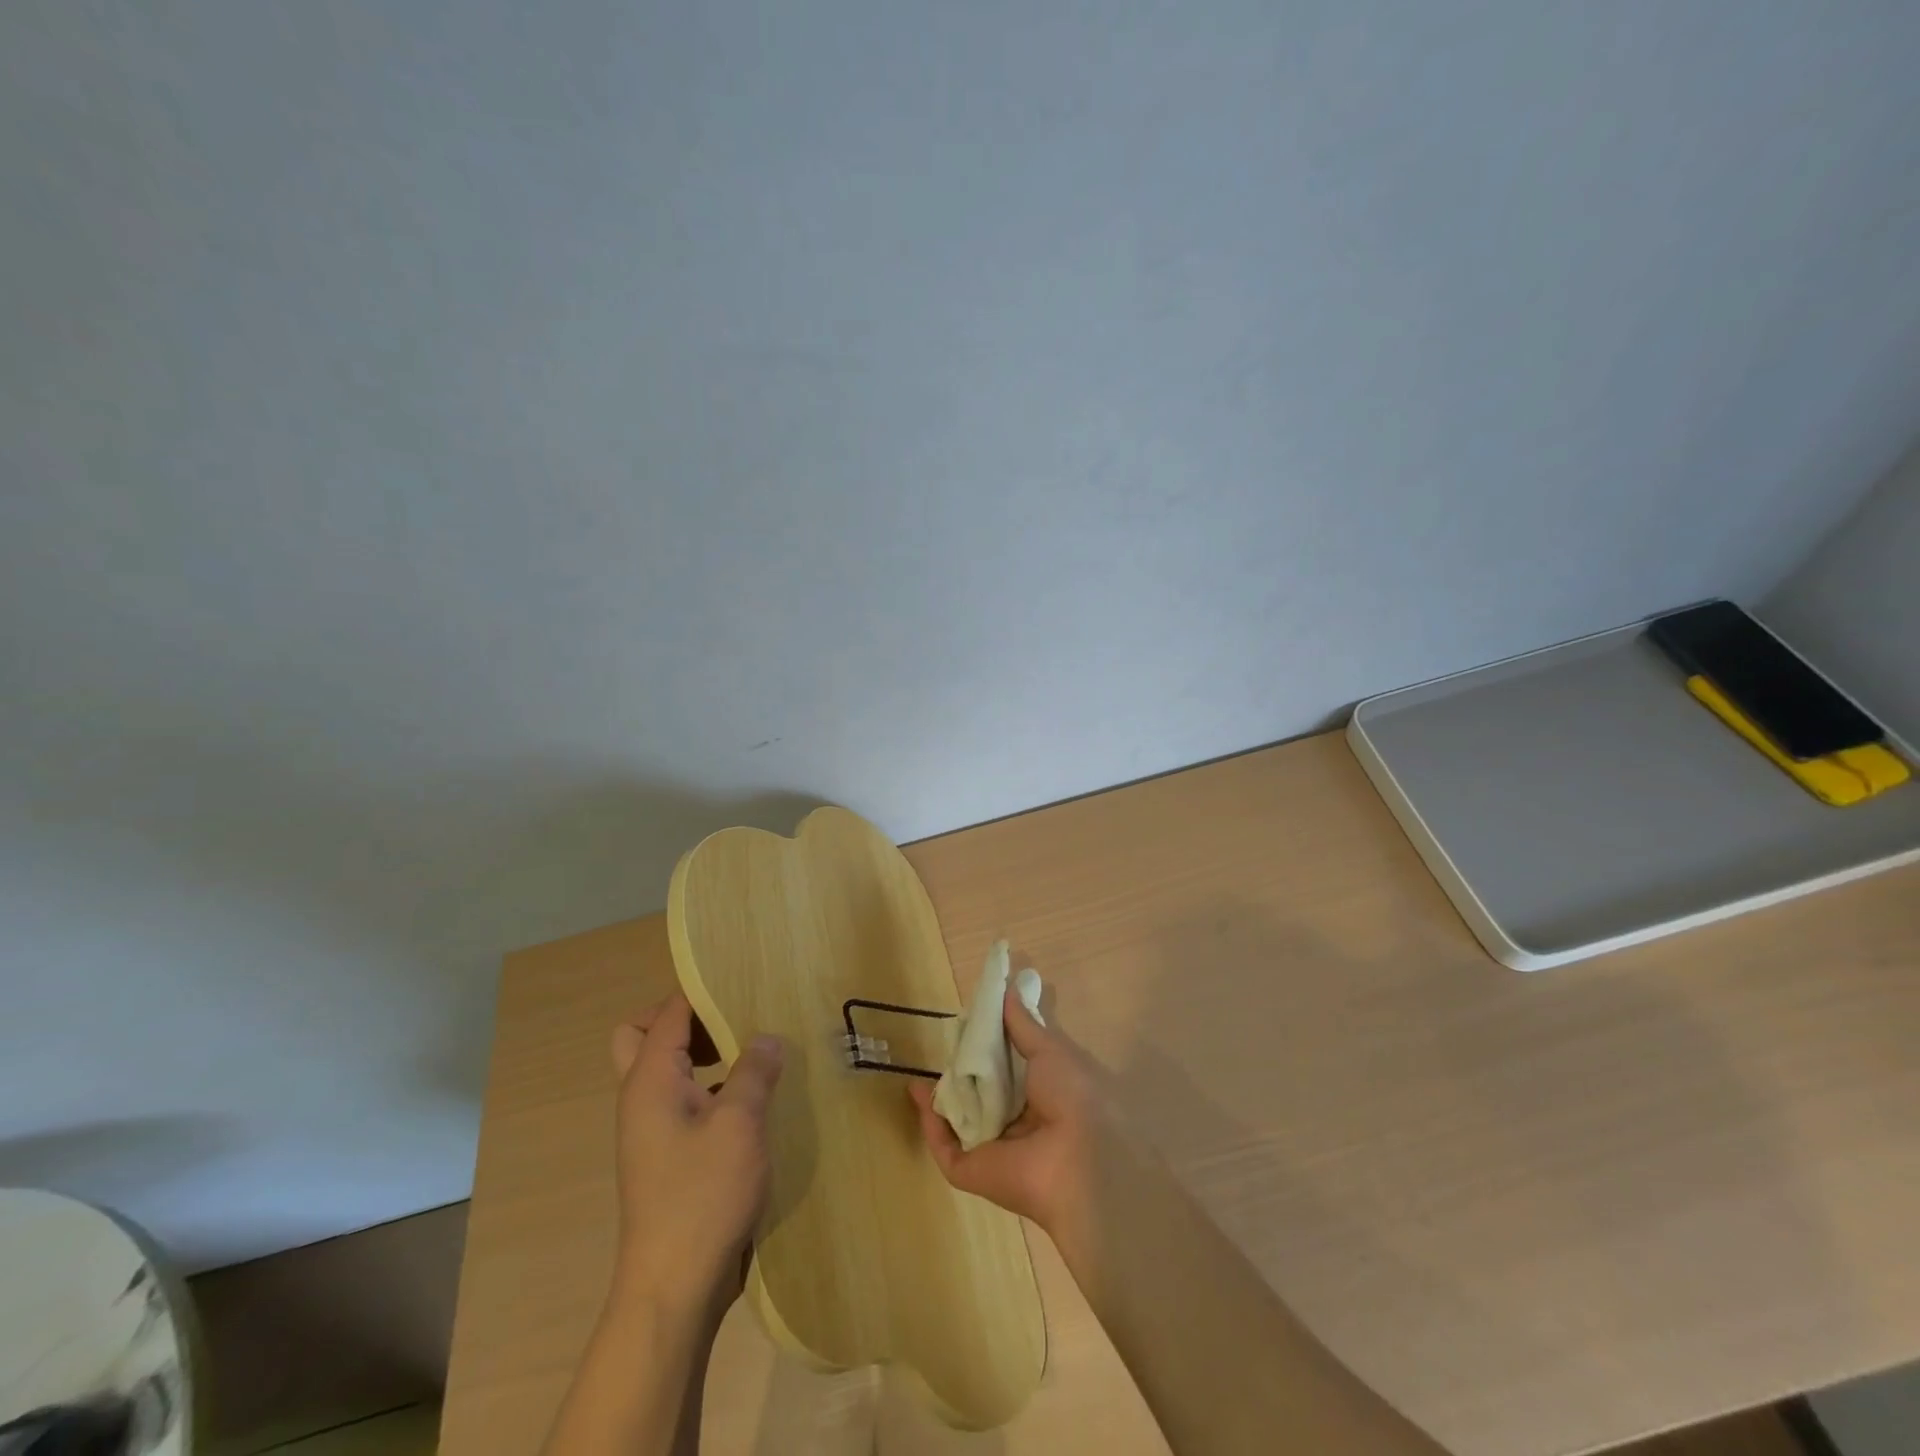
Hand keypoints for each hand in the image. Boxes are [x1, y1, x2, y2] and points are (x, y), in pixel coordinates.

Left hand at [609, 993, 784, 1316]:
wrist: (674, 1287)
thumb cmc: (702, 1195)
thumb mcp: (739, 1123)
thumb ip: (754, 1071)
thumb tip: (767, 1037)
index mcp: (649, 1081)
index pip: (667, 1013)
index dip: (702, 992)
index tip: (745, 984)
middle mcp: (642, 1098)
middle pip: (646, 1036)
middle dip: (689, 1021)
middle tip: (736, 1022)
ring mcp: (653, 1130)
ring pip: (667, 1070)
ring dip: (703, 1054)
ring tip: (755, 1053)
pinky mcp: (670, 1156)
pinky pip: (685, 1101)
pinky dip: (712, 1088)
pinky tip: (754, 1101)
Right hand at [909, 988, 1108, 1244]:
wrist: (1079, 1158)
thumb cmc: (1073, 1094)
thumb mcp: (1051, 1049)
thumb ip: (1024, 1024)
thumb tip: (1007, 990)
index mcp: (1044, 1097)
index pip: (1010, 1072)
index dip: (991, 1049)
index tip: (971, 1024)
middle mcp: (1020, 1124)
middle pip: (983, 1097)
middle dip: (964, 1074)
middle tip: (943, 1047)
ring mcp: (995, 1150)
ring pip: (961, 1122)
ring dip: (942, 1098)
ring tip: (922, 1069)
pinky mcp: (973, 1171)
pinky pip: (945, 1148)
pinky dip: (930, 1123)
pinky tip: (917, 1094)